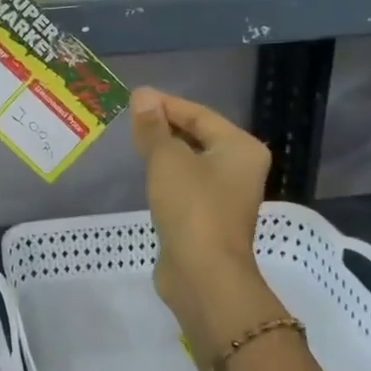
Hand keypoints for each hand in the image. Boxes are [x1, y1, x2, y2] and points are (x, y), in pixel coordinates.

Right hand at [130, 87, 281, 367]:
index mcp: (240, 147)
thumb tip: (142, 95)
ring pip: (191, 161)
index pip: (199, 114)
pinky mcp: (209, 217)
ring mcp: (226, 195)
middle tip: (130, 119)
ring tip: (133, 142)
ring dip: (165, 151)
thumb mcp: (167, 159)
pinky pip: (186, 185)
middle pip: (198, 136)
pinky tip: (146, 174)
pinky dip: (167, 175)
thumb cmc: (191, 208)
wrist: (203, 275)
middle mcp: (240, 168)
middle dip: (164, 126)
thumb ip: (153, 127)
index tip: (134, 99)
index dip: (165, 104)